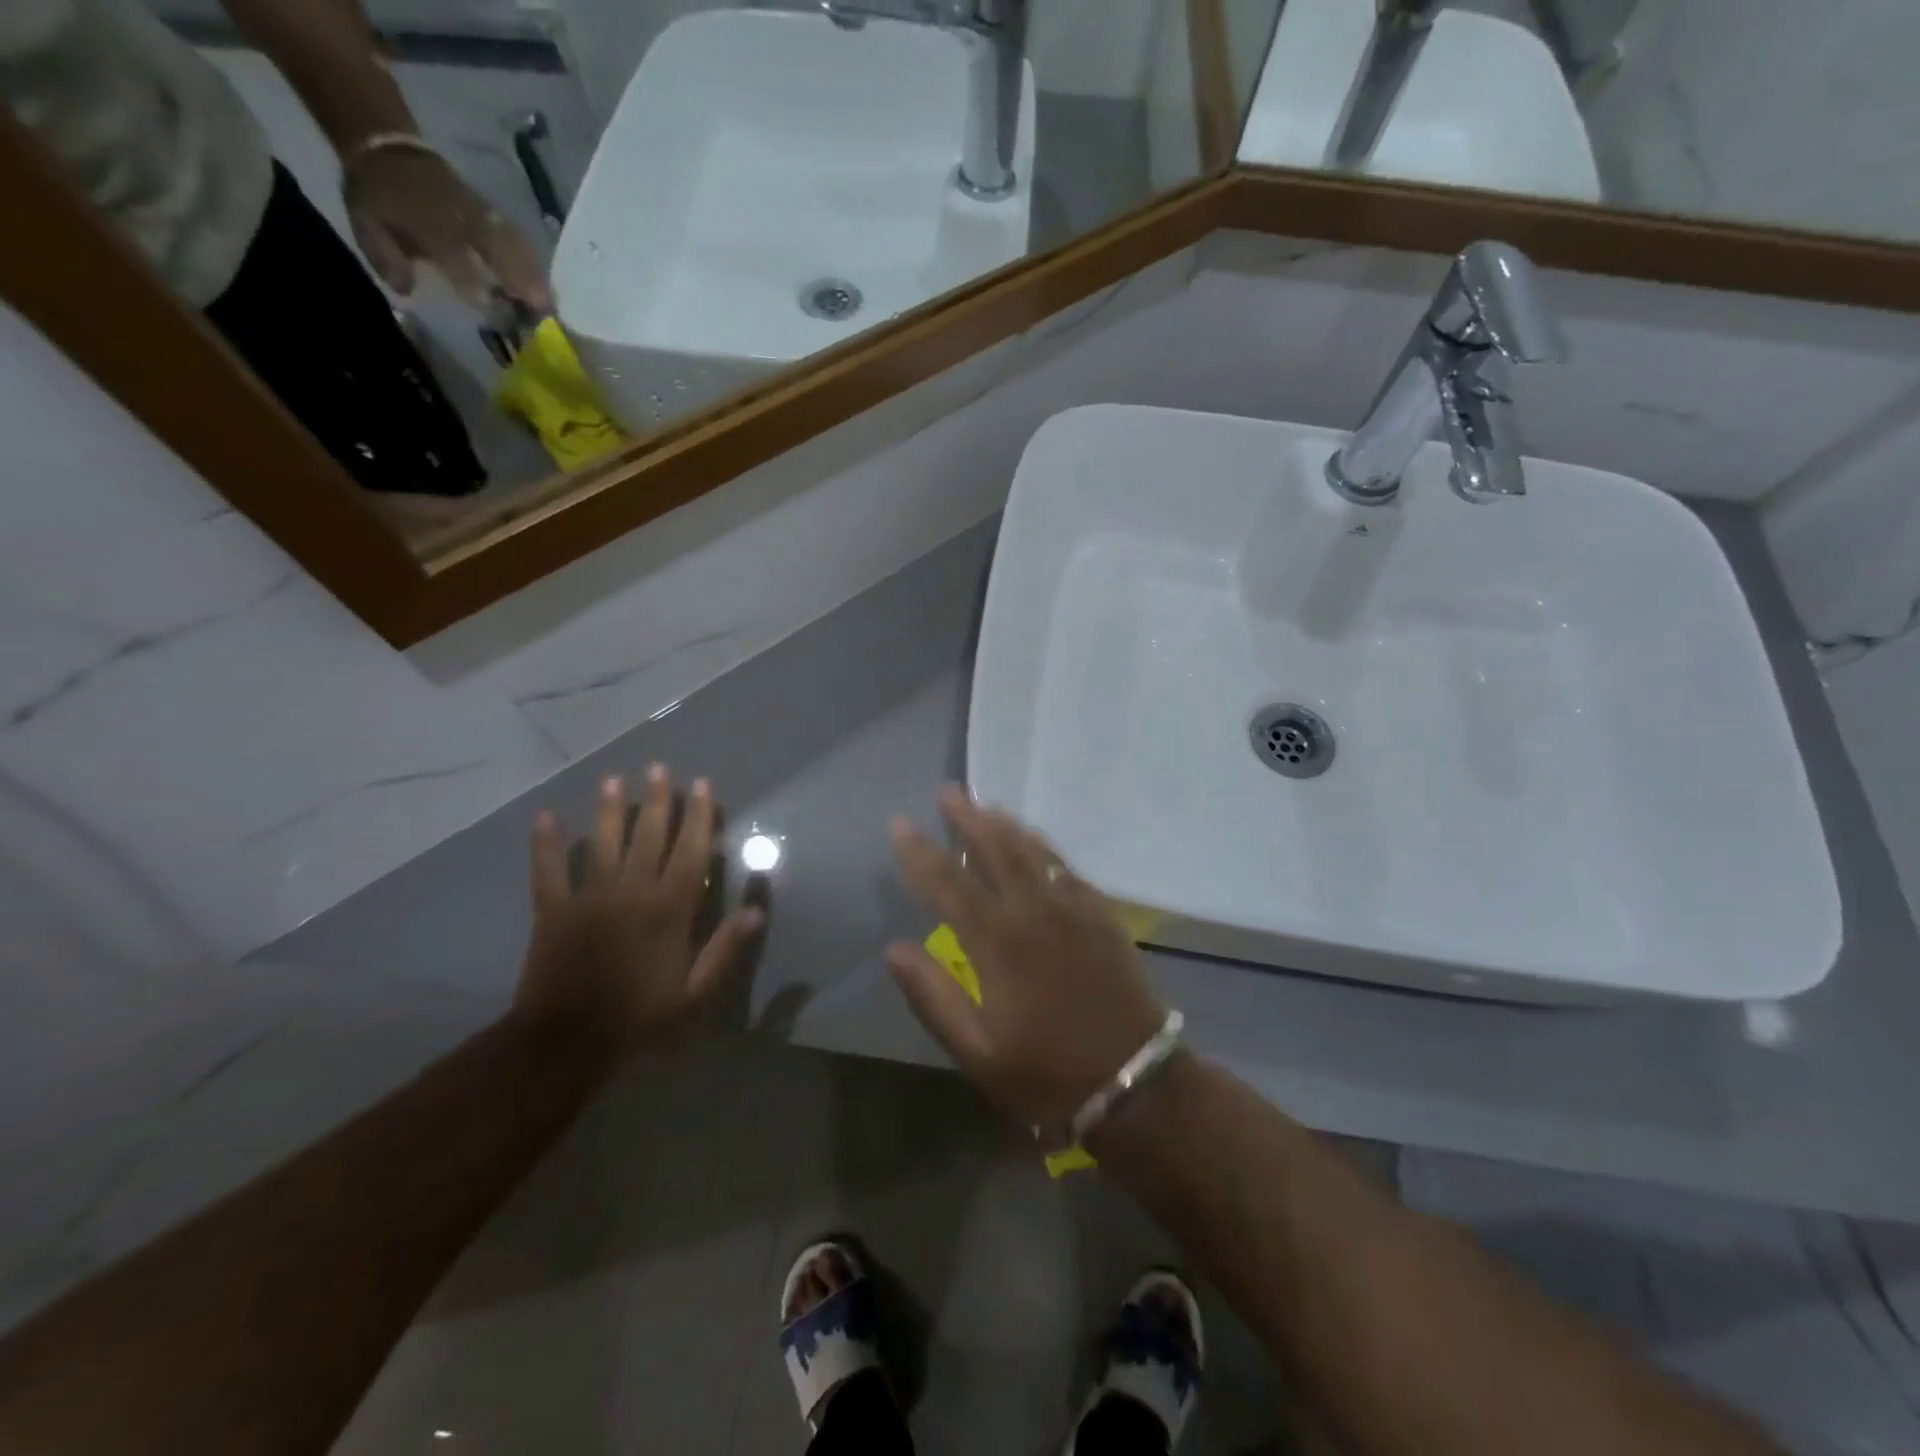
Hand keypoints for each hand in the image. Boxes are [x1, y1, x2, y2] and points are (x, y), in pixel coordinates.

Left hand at [343, 145, 553, 312]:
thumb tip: (406, 290)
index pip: (452, 250)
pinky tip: (545, 284)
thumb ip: (385, 256)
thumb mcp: (365, 222)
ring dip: (534, 274)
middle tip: (541, 313)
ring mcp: (479, 212)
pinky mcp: (492, 213)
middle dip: (519, 279)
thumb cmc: (378, 194)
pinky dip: (534, 262)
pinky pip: (518, 238)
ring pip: (513, 243)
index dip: (470, 278)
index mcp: (422, 215)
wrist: (388, 146)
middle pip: (496, 247)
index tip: (489, 307)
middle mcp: (457, 214)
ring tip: (550, 305)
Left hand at [514, 766, 762, 1059]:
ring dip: (609, 810)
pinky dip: (546, 845)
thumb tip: (757, 909)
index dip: (699, 816)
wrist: (566, 1044)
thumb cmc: (639, 1019)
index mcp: (670, 909)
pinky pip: (548, 871)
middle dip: (657, 800)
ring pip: (603, 844)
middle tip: (659, 768)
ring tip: (614, 780)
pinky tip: (545, 817)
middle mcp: (632, 892)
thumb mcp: (695, 994)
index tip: (702, 786)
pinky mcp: (552, 911)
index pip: (690, 851)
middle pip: (648, 837)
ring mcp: (589, 898)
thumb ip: (726, 950)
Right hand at [886, 785, 1165, 1135]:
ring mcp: (1073, 908)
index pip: (948, 883)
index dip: (920, 852)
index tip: (900, 825)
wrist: (1135, 1081)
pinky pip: (1065, 866)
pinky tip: (1034, 841)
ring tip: (985, 804)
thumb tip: (894, 949)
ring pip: (1033, 850)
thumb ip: (932, 996)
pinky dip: (1042, 846)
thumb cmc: (1047, 1073)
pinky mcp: (1101, 914)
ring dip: (1005, 824)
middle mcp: (1034, 911)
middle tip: (950, 791)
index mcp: (997, 943)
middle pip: (995, 849)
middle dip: (968, 817)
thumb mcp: (976, 1051)